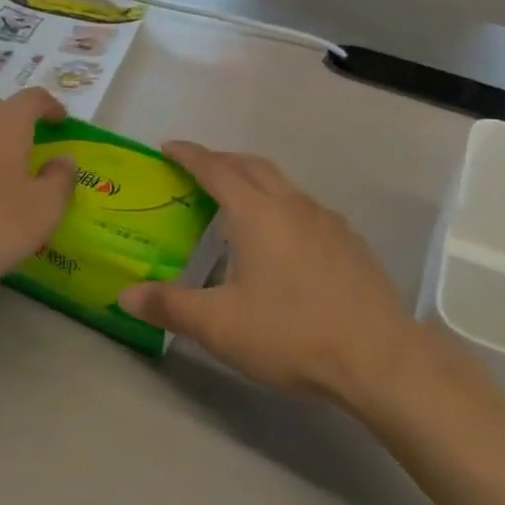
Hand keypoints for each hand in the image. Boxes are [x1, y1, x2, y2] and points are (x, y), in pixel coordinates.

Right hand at [121, 142, 414, 404]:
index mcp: (256, 213)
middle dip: (221, 160)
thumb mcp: (219, 326)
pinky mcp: (349, 241)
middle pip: (251, 165)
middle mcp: (292, 204)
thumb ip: (170, 306)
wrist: (379, 357)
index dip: (189, 155)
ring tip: (236, 202)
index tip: (168, 147)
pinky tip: (282, 240)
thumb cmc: (291, 333)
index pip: (215, 169)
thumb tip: (124, 295)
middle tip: (197, 170)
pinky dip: (281, 205)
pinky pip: (305, 207)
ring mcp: (326, 220)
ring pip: (283, 183)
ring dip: (254, 180)